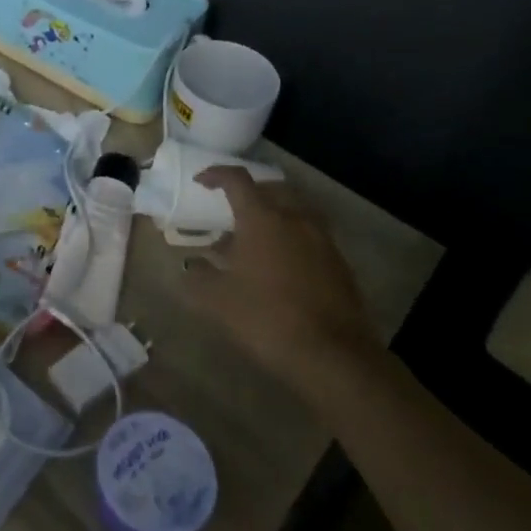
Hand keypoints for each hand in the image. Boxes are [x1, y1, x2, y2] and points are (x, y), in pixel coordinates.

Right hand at [186, 166, 381, 400]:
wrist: (333, 355)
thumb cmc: (267, 318)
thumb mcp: (218, 301)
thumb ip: (199, 278)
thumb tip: (192, 267)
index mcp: (262, 219)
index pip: (237, 180)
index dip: (216, 174)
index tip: (201, 181)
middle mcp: (294, 219)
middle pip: (272, 189)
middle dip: (250, 192)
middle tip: (232, 209)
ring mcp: (322, 240)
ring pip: (295, 210)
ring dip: (274, 214)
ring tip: (256, 237)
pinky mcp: (339, 263)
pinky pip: (311, 235)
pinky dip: (292, 237)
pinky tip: (280, 264)